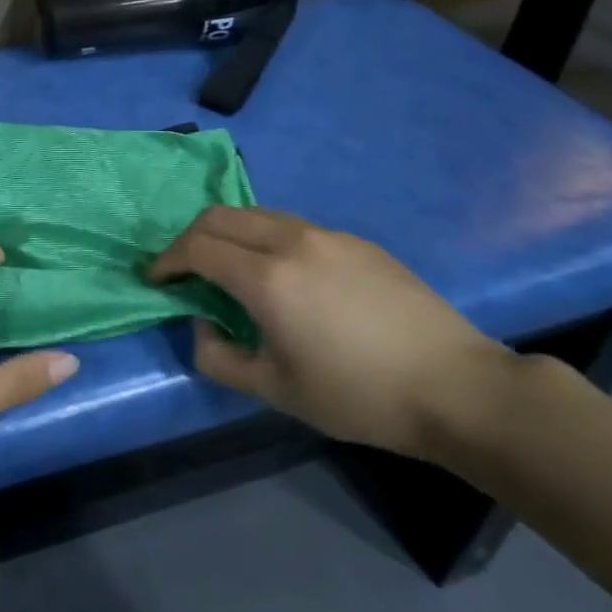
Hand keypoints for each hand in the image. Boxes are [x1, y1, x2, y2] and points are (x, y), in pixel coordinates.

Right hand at [150, 207, 520, 459]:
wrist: (456, 386)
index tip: (156, 281)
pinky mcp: (357, 242)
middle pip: (221, 216)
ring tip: (226, 270)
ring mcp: (329, 235)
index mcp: (267, 277)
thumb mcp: (274, 390)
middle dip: (190, 238)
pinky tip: (280, 276)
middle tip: (182, 270)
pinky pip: (293, 226)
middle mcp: (292, 241)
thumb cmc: (357, 395)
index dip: (167, 261)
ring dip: (228, 234)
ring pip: (258, 215)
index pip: (197, 247)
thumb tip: (203, 325)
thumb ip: (219, 358)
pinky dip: (264, 239)